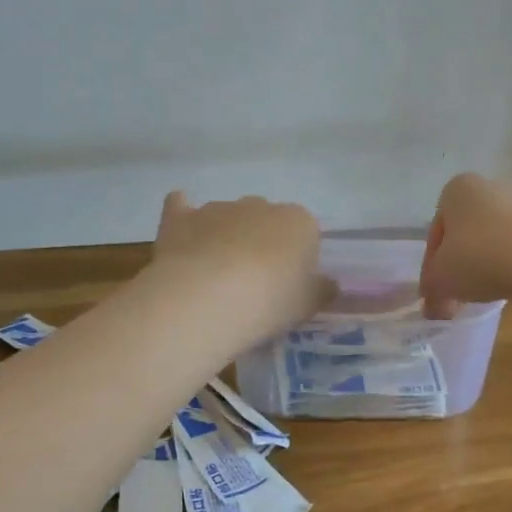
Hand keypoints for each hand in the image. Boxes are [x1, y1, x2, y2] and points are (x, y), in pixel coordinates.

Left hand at [153, 192, 329, 342]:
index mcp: (298, 221)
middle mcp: (259, 205)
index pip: (305, 233)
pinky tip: (182, 234)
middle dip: (261, 243)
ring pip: (227, 218)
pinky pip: (181, 208)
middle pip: (265, 222)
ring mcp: (217, 208)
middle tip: (254, 284)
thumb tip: (330, 284)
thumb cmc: (268, 302)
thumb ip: (322, 291)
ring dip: (225, 238)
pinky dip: (183, 216)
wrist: (206, 298)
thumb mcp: (307, 306)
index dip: (297, 259)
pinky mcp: (181, 218)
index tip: (287, 286)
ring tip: (216, 280)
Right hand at [420, 173, 511, 317]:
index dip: (433, 266)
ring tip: (488, 292)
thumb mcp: (441, 280)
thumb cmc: (479, 258)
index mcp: (457, 190)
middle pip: (467, 232)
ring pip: (496, 237)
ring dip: (489, 262)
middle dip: (462, 262)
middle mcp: (491, 186)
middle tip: (459, 293)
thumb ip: (432, 291)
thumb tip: (434, 307)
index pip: (437, 231)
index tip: (436, 291)